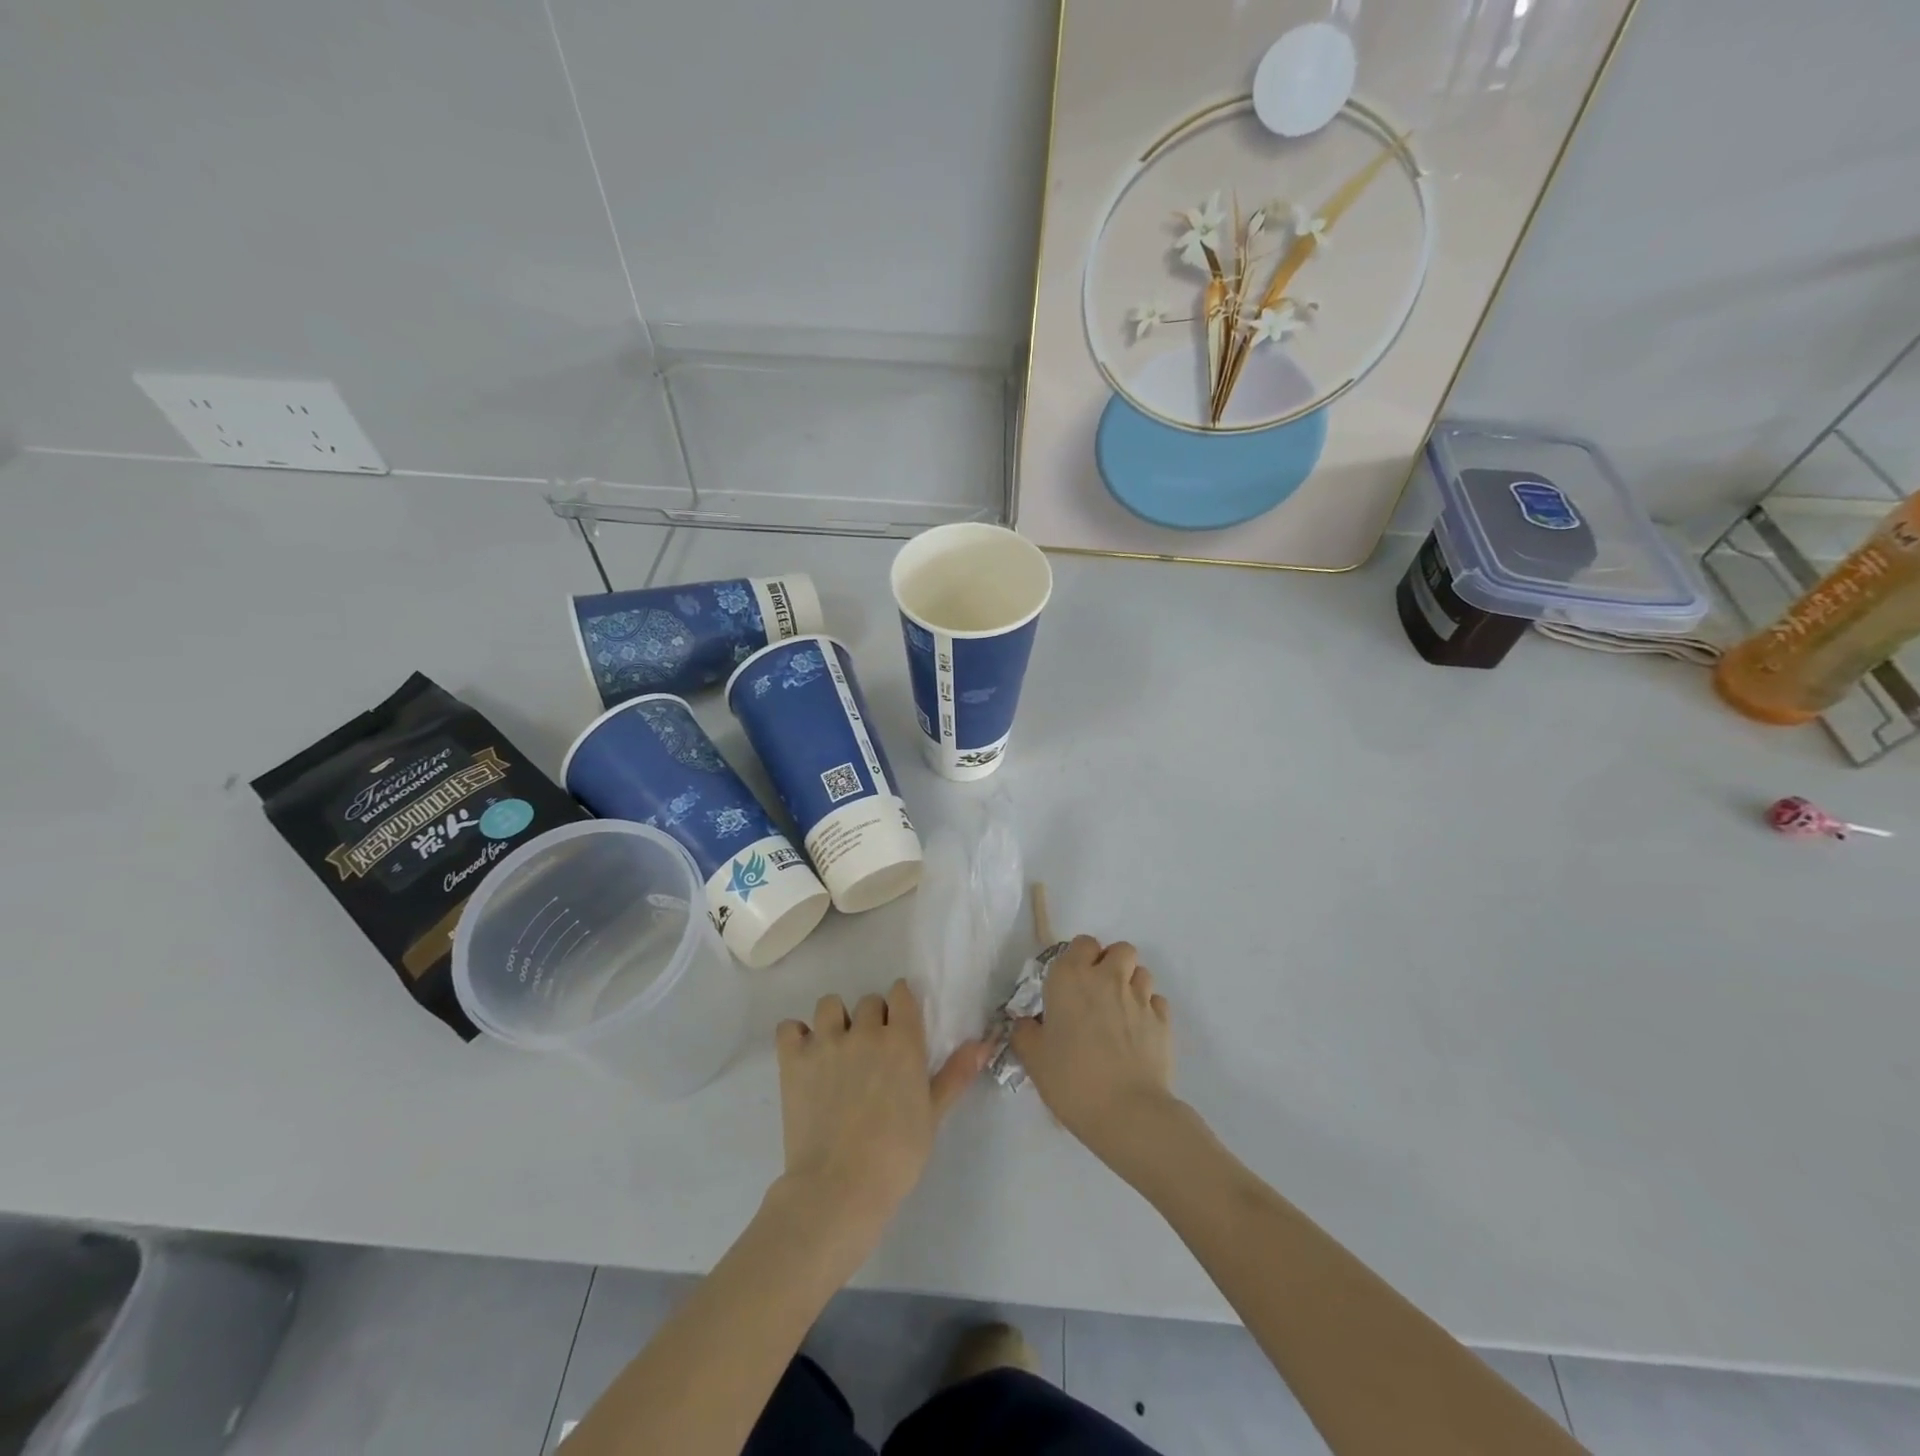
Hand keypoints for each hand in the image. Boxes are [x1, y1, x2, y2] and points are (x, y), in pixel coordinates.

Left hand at [774, 980, 986, 1240]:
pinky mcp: (793, 1059)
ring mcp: (826, 1042)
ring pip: (829, 1005)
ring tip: (836, 1050)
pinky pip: (789, 1027)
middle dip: (871, 1019)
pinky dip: (796, 1036)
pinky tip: (805, 1058)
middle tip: (870, 1053)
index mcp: (902, 1040)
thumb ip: (955, 1074)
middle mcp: (864, 1030)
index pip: (901, 993)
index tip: (899, 1026)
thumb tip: (983, 1043)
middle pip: (868, 1001)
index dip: (901, 1005)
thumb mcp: (932, 1115)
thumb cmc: (896, 1156)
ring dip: (834, 1021)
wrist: (839, 1188)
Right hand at [1010, 936, 1174, 1166]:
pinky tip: (1139, 1032)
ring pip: (1141, 972)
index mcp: (1071, 978)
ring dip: (1131, 984)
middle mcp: (1107, 978)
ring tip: (1121, 1012)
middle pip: (1120, 949)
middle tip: (1099, 992)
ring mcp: (1139, 997)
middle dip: (1112, 963)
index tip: (1072, 982)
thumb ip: (1025, 1032)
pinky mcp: (1163, 1020)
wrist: (1126, 1112)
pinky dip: (1149, 1010)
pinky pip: (1157, 1001)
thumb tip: (1027, 1022)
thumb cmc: (1071, 1079)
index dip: (1079, 958)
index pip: (1082, 943)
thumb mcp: (1033, 1058)